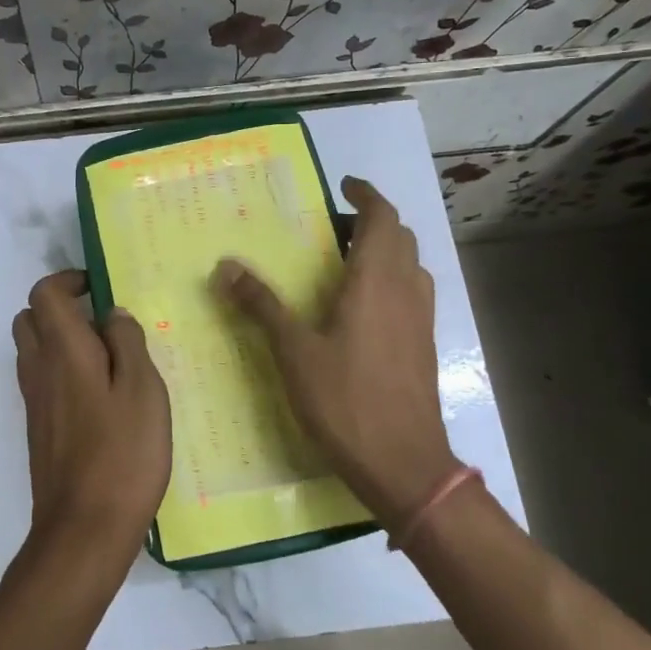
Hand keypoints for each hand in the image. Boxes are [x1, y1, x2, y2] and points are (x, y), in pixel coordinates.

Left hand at [13, 270, 172, 561]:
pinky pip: (42, 381)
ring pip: (33, 351)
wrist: (84, 529)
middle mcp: (38, 369)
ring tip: (110, 360)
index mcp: (63, 351)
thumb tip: (112, 314)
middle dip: (60, 309)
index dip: (67, 280)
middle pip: (30, 319)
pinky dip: (63, 372)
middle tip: (103, 323)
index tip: (99, 288)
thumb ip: (128, 343)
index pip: (44, 294)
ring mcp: (34, 401)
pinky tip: (102, 397)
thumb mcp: (144, 390)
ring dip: (62, 341)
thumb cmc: (122, 454)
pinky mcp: (38, 429)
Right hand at [212, 177, 459, 526]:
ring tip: (348, 262)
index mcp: (375, 282)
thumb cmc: (346, 401)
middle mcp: (405, 291)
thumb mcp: (294, 352)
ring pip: (411, 265)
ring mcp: (421, 320)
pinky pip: (413, 293)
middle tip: (335, 228)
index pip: (382, 218)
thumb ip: (261, 305)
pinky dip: (393, 280)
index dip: (366, 195)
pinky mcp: (425, 346)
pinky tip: (364, 308)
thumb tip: (225, 266)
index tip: (343, 186)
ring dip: (386, 250)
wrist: (404, 463)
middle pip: (400, 237)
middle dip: (372, 221)